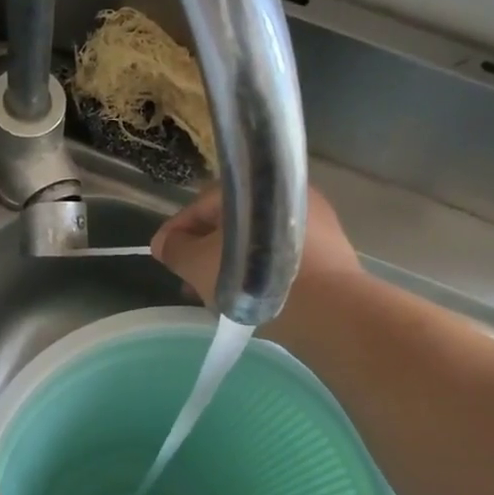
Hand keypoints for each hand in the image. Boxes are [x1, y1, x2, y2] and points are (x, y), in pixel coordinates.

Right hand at [151, 184, 363, 340]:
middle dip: (204, 249)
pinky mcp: (330, 246)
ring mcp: (311, 218)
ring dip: (230, 262)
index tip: (164, 257)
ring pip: (256, 239)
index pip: (200, 204)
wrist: (326, 307)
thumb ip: (175, 249)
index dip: (176, 232)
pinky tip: (248, 296)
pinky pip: (280, 254)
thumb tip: (164, 242)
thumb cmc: (251, 279)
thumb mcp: (197, 265)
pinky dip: (258, 269)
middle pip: (231, 220)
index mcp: (250, 187)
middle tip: (189, 279)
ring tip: (215, 295)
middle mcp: (284, 192)